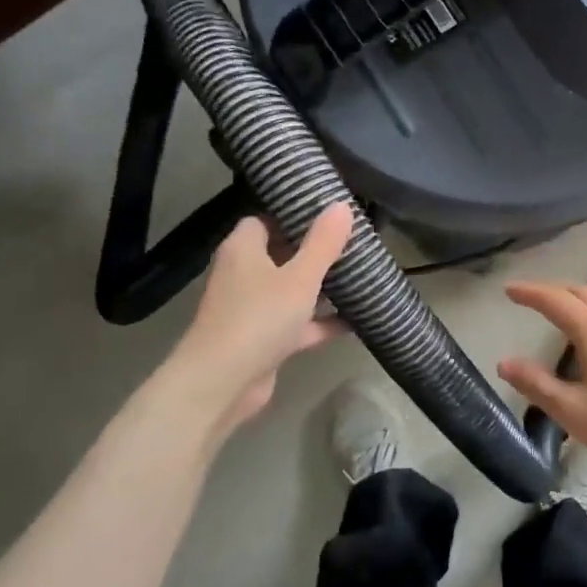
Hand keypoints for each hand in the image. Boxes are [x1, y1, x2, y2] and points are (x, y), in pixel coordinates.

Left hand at [171, 202, 353, 431]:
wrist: (222, 383)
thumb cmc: (259, 318)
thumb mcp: (300, 277)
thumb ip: (323, 243)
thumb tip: (341, 204)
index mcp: (244, 249)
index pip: (266, 219)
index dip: (295, 215)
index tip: (329, 213)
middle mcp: (245, 274)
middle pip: (283, 253)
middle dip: (317, 251)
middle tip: (355, 242)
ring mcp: (254, 309)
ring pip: (293, 290)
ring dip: (324, 288)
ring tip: (363, 276)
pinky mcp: (266, 339)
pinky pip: (300, 323)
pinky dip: (323, 322)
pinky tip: (358, 319)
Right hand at [498, 282, 586, 487]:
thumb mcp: (573, 411)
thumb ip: (537, 384)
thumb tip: (505, 362)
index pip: (556, 300)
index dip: (530, 292)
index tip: (509, 289)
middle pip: (583, 293)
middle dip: (554, 291)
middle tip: (532, 299)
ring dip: (579, 302)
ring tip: (561, 316)